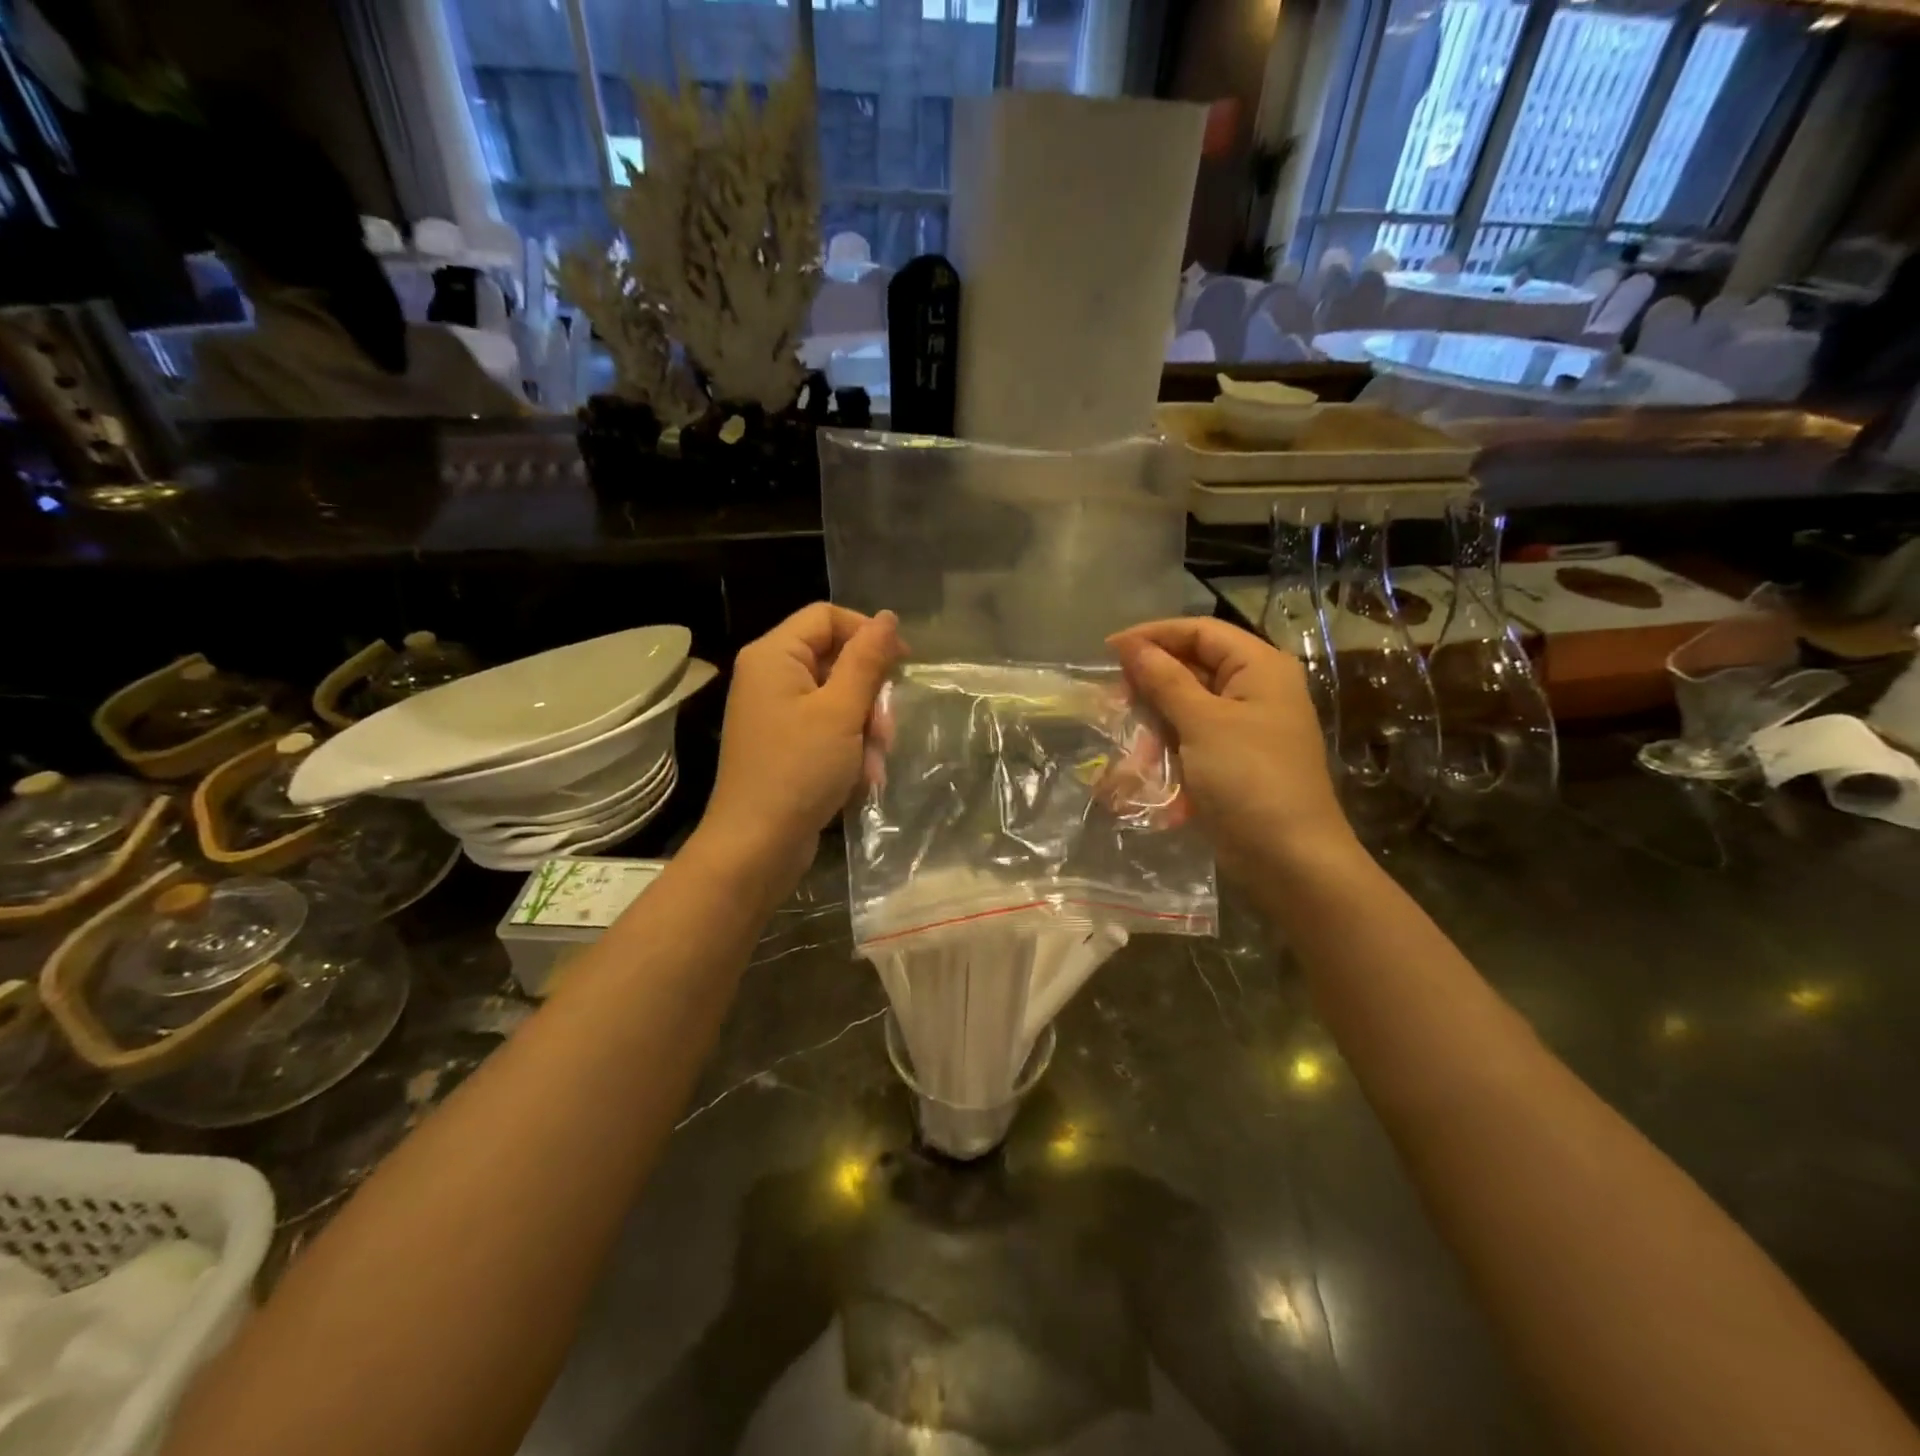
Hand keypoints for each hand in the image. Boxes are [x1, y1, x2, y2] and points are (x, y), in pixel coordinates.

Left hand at [700, 604, 902, 893]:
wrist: (757, 846)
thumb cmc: (799, 771)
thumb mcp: (841, 711)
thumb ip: (866, 660)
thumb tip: (887, 618)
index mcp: (774, 656)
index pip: (828, 617)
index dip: (868, 633)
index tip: (903, 663)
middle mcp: (770, 677)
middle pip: (836, 660)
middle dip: (869, 696)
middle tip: (885, 731)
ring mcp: (776, 713)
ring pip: (838, 700)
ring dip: (865, 730)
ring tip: (873, 766)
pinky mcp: (785, 744)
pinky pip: (827, 729)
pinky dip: (849, 750)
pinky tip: (861, 779)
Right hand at [1109, 618, 1355, 880]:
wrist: (1289, 859)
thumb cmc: (1250, 779)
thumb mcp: (1203, 723)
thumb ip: (1165, 680)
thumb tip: (1130, 645)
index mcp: (1259, 667)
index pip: (1200, 631)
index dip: (1153, 635)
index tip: (1108, 651)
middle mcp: (1254, 690)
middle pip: (1191, 667)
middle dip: (1149, 684)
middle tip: (1111, 701)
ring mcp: (1243, 727)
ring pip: (1185, 707)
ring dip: (1153, 723)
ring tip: (1127, 744)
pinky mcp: (1231, 760)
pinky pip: (1190, 739)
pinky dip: (1165, 748)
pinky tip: (1142, 768)